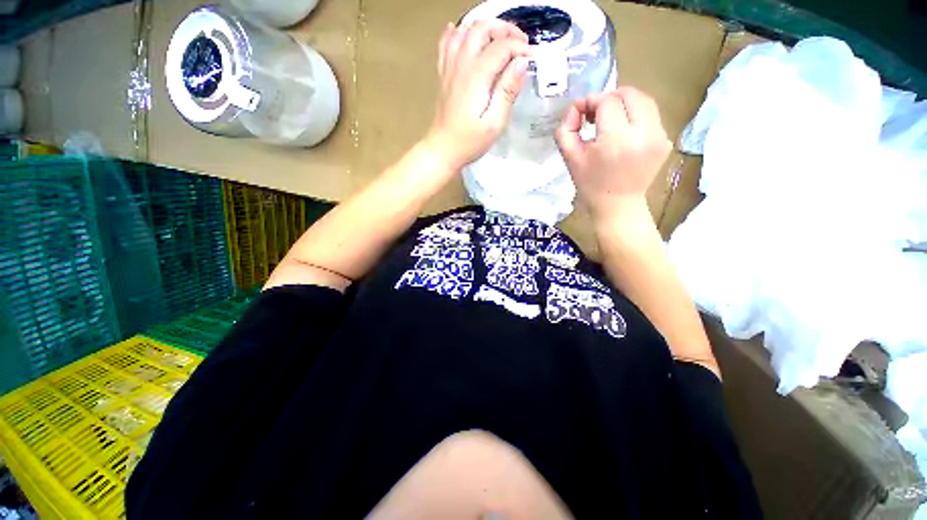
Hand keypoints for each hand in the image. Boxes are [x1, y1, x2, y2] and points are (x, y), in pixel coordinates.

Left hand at [425, 20, 530, 170]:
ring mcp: (449, 67)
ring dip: (485, 28)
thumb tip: (522, 63)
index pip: (502, 46)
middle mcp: (462, 64)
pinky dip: (456, 33)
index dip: (520, 48)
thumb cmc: (470, 141)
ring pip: (465, 29)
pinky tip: (463, 33)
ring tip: (499, 41)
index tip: (532, 59)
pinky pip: (446, 43)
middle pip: (483, 28)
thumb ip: (508, 91)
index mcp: (477, 76)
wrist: (443, 150)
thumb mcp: (495, 123)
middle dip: (505, 30)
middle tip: (519, 45)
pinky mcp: (443, 74)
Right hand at [554, 87, 671, 220]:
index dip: (591, 101)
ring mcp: (659, 136)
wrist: (617, 206)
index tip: (581, 113)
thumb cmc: (590, 185)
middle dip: (609, 98)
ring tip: (610, 121)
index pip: (607, 102)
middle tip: (595, 114)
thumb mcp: (570, 159)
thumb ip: (565, 130)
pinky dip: (635, 117)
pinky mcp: (665, 141)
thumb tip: (574, 109)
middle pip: (629, 94)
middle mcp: (643, 133)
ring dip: (624, 104)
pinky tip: (623, 133)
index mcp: (616, 139)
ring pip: (644, 101)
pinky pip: (651, 116)